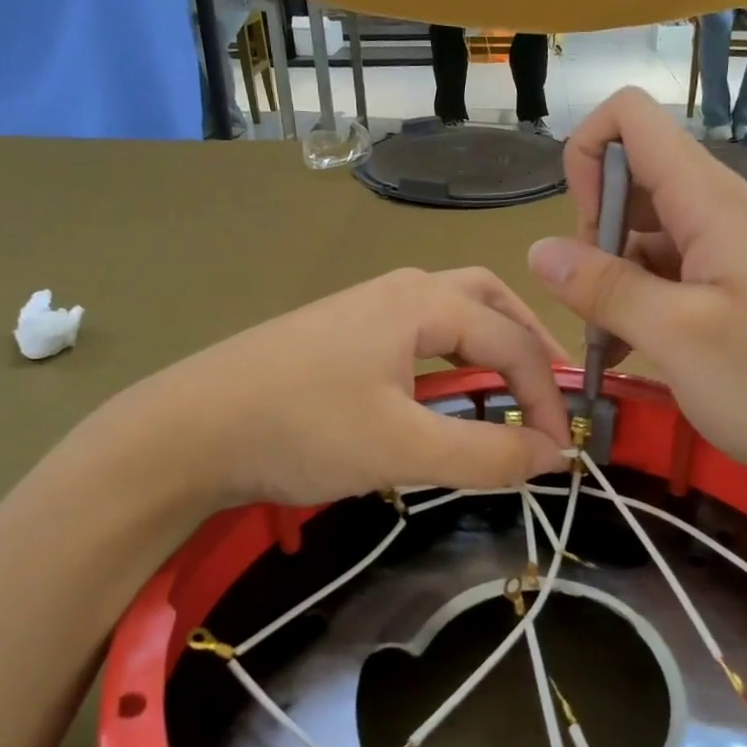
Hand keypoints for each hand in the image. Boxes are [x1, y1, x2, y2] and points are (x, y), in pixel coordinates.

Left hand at [106, 268, 571, 510]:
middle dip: (527, 342)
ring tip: (507, 389)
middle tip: (548, 390)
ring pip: (450, 313)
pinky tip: (441, 393)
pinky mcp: (340, 336)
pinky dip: (450, 357)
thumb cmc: (301, 428)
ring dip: (489, 345)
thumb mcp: (402, 447)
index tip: (558, 451)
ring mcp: (364, 309)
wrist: (187, 430)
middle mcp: (398, 290)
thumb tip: (550, 456)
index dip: (546, 396)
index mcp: (421, 302)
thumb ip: (485, 454)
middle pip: (487, 300)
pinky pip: (417, 335)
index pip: (512, 341)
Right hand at [526, 88, 746, 496]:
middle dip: (593, 232)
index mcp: (710, 202)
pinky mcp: (733, 286)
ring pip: (645, 232)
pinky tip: (632, 352)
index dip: (589, 157)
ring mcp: (728, 249)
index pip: (632, 118)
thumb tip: (538, 250)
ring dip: (612, 277)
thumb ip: (605, 288)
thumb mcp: (678, 337)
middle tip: (595, 304)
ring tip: (609, 343)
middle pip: (633, 178)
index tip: (582, 233)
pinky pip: (669, 271)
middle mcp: (718, 210)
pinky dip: (639, 301)